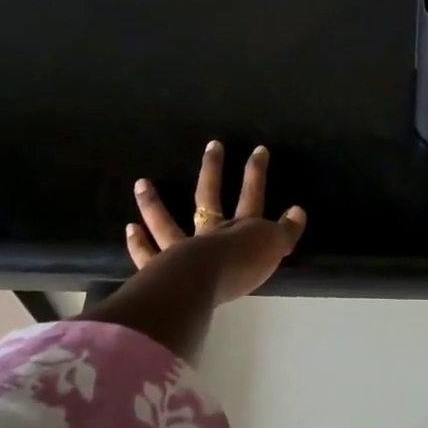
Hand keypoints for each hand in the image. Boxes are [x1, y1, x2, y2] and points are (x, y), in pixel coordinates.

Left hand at [127, 142, 306, 304]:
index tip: (258, 149)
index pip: (251, 195)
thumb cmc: (242, 265)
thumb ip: (286, 231)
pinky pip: (148, 254)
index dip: (256, 173)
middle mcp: (210, 232)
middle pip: (210, 196)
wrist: (204, 283)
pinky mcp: (162, 269)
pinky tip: (130, 229)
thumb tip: (298, 211)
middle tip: (212, 145)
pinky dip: (138, 243)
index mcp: (240, 228)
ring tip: (141, 183)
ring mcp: (182, 249)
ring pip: (166, 223)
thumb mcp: (274, 248)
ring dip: (153, 203)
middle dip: (213, 169)